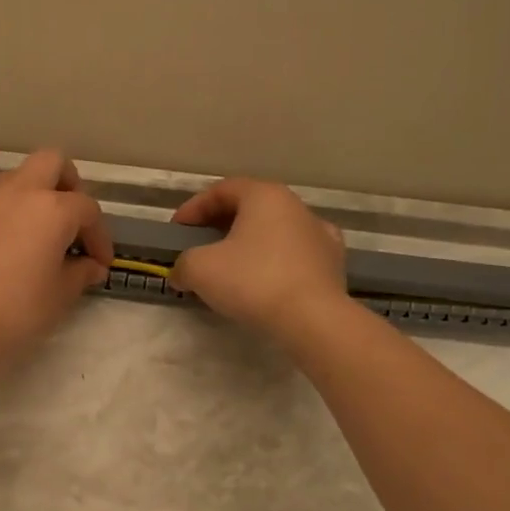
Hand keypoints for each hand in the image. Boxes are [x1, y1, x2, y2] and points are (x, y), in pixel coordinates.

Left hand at [0, 149, 113, 357]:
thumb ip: (80, 273)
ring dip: (28, 198)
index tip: (98, 262)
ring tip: (26, 235)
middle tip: (67, 219)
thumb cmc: (17, 311)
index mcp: (53, 209)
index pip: (87, 210)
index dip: (98, 236)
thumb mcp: (60, 295)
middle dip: (66, 184)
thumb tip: (90, 266)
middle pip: (51, 163)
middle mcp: (18, 190)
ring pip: (14, 179)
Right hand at [169, 178, 347, 340]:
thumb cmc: (253, 281)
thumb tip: (181, 273)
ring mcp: (319, 233)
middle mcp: (295, 206)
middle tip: (199, 247)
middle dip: (220, 225)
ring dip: (249, 244)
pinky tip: (265, 280)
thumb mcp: (200, 269)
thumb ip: (183, 264)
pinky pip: (295, 254)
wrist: (313, 320)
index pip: (221, 190)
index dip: (193, 208)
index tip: (177, 231)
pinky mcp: (333, 262)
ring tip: (230, 268)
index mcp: (264, 195)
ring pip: (274, 231)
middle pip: (249, 208)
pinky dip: (275, 262)